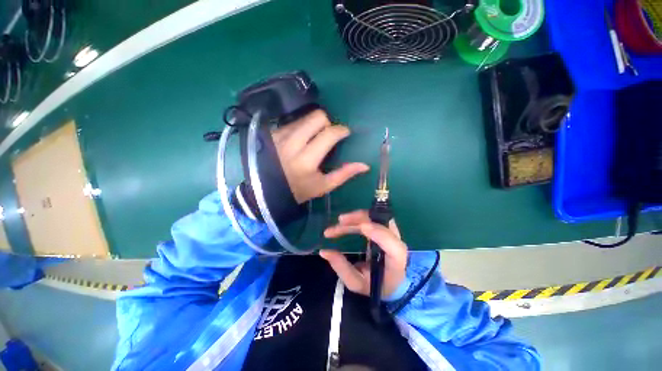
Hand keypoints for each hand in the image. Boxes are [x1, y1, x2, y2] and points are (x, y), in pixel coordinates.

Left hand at [272, 110, 368, 203]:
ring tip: (313, 139)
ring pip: (305, 117)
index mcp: (307, 160)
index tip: (345, 133)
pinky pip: (293, 121)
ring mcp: (280, 136)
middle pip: (317, 117)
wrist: (266, 190)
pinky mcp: (273, 133)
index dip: (341, 130)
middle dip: (328, 123)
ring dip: (314, 125)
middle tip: (328, 135)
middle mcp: (292, 143)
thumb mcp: (323, 186)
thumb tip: (365, 165)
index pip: (329, 134)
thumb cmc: (298, 191)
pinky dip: (301, 127)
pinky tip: (300, 139)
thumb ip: (344, 174)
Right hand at [320, 210, 407, 297]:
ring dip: (356, 217)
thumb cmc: (376, 285)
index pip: (392, 244)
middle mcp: (396, 242)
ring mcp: (392, 233)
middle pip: (380, 223)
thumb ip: (341, 267)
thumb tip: (324, 251)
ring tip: (339, 222)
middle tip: (338, 224)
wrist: (394, 282)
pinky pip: (372, 217)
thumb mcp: (356, 282)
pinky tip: (348, 222)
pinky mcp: (386, 228)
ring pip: (375, 217)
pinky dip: (359, 218)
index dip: (379, 233)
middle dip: (357, 220)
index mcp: (395, 260)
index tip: (362, 227)